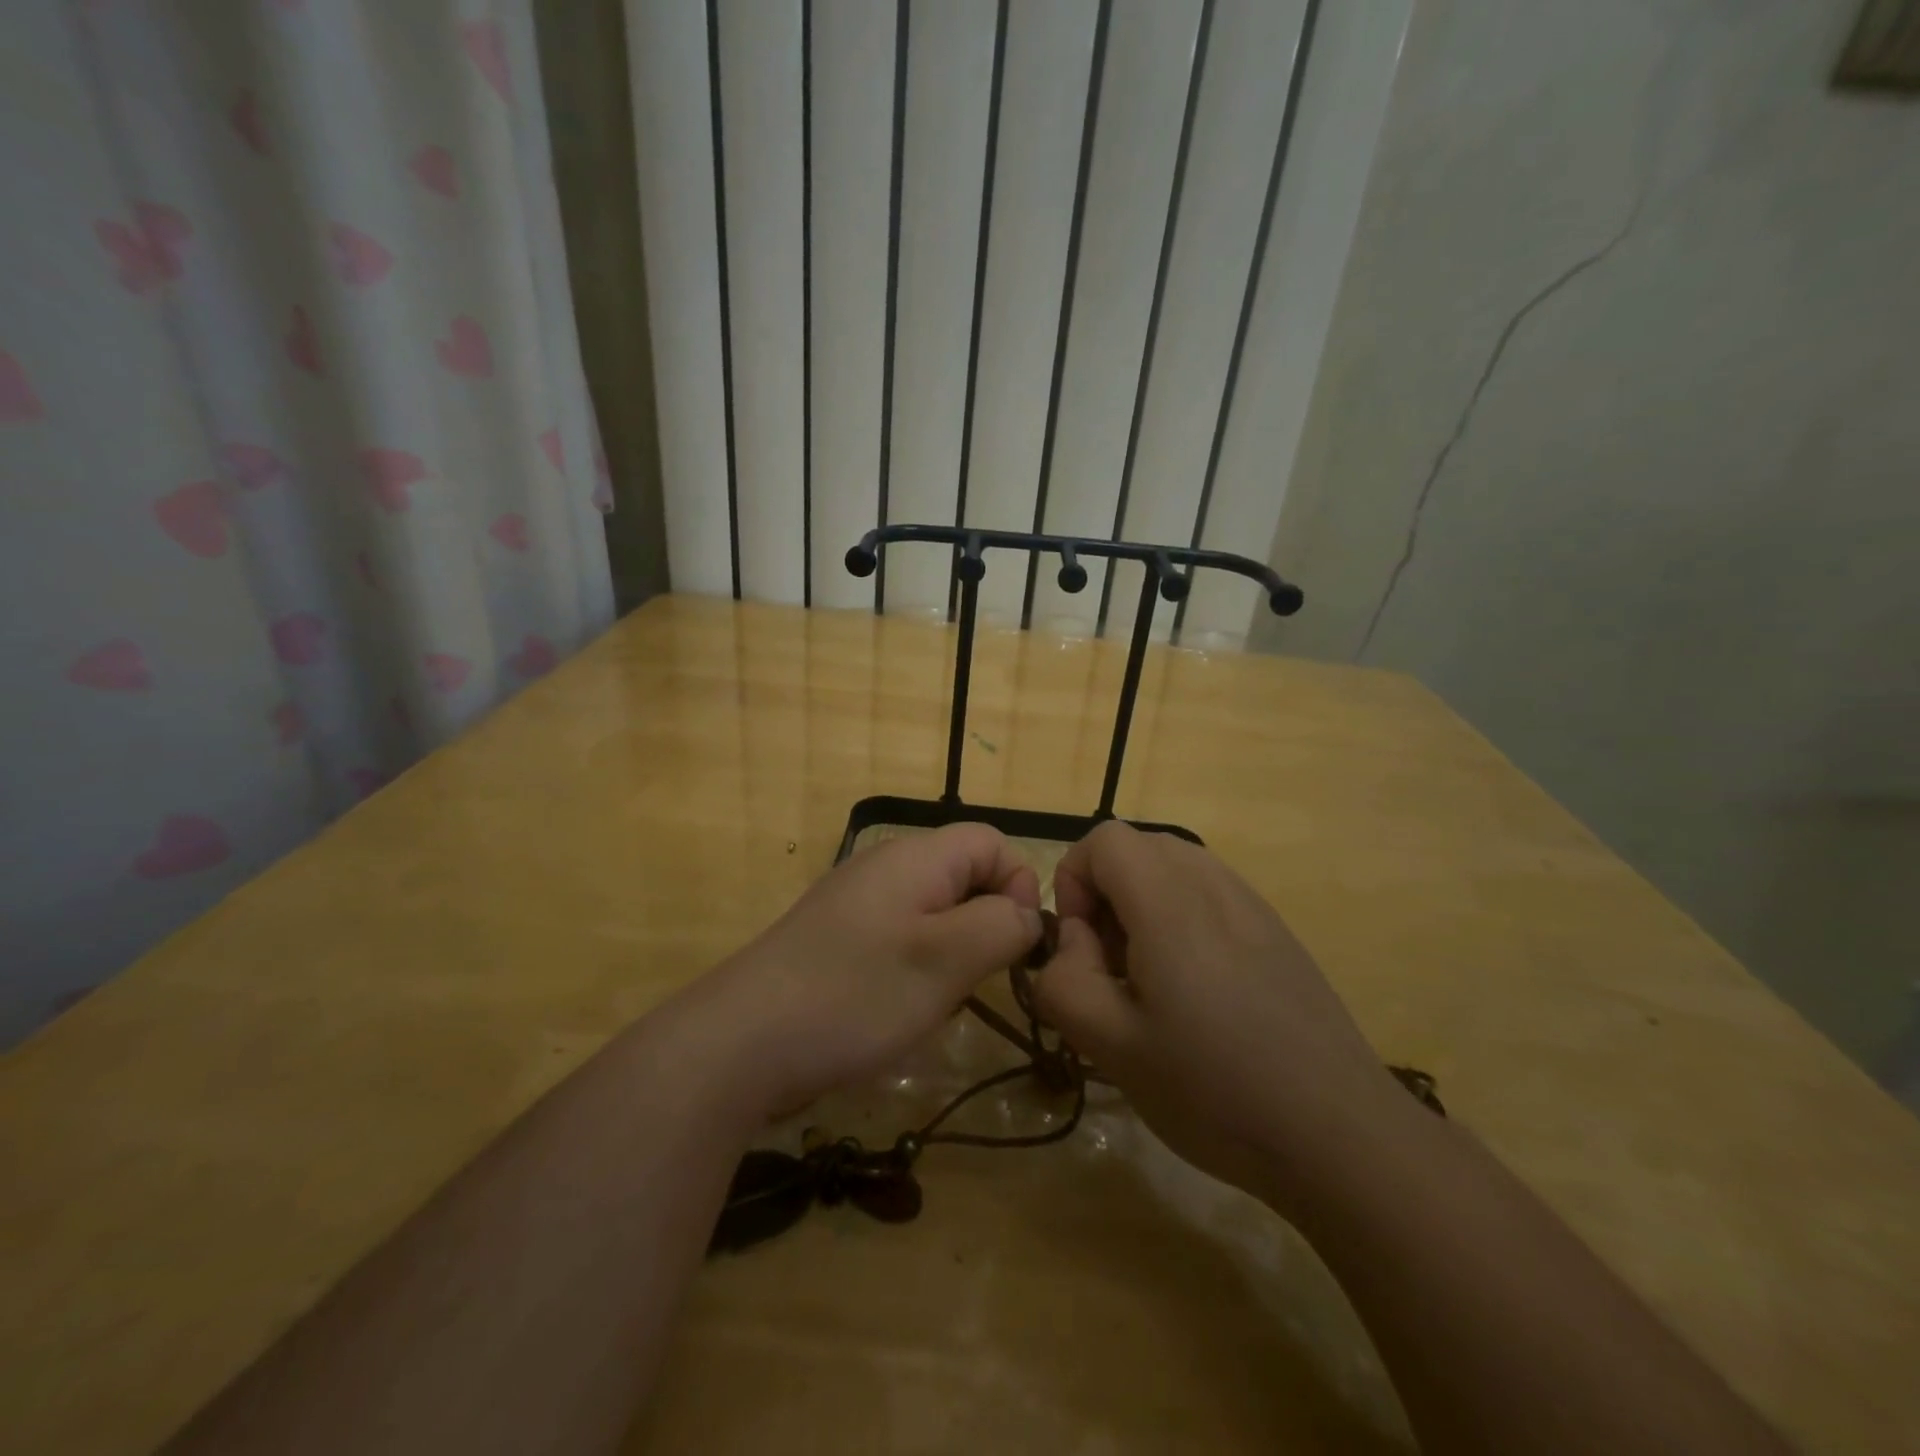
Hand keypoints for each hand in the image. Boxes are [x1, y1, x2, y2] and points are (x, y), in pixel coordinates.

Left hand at [686, 823, 1043, 1120]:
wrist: (740, 1041)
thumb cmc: (854, 993)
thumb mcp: (946, 959)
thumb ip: (1002, 926)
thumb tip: (1028, 914)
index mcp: (915, 857)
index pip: (992, 843)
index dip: (1019, 885)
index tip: (1015, 945)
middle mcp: (885, 868)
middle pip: (963, 876)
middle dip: (985, 925)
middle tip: (976, 980)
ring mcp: (856, 904)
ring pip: (934, 913)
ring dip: (952, 954)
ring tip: (937, 1001)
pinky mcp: (836, 940)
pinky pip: (899, 939)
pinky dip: (916, 968)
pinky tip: (898, 1010)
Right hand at [1035, 822, 1399, 1212]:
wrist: (1341, 1135)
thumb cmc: (1214, 1090)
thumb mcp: (1112, 1046)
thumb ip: (1064, 980)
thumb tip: (1074, 940)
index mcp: (1169, 902)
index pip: (1103, 840)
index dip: (1073, 881)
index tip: (1082, 947)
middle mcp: (1214, 884)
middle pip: (1138, 847)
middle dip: (1105, 894)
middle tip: (1111, 966)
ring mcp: (1253, 904)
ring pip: (1174, 868)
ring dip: (1142, 906)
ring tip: (1151, 980)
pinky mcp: (1277, 931)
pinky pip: (1210, 894)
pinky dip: (1182, 919)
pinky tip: (1199, 992)